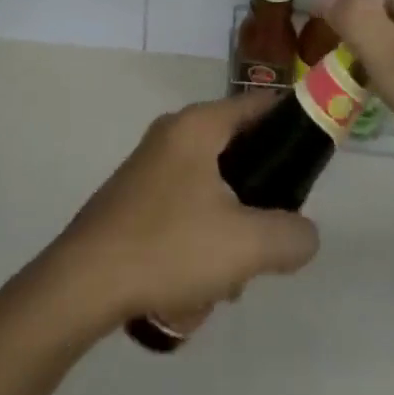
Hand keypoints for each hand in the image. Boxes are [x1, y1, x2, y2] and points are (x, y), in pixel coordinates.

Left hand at [50, 93, 319, 333]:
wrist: (81, 286)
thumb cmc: (168, 247)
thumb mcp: (245, 245)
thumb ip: (292, 236)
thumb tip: (305, 234)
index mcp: (198, 125)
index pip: (260, 105)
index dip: (293, 126)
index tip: (313, 162)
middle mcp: (173, 134)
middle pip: (238, 154)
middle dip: (256, 203)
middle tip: (263, 241)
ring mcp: (149, 167)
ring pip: (212, 191)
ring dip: (226, 235)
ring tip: (222, 282)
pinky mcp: (133, 199)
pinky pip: (184, 211)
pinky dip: (197, 245)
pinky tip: (191, 289)